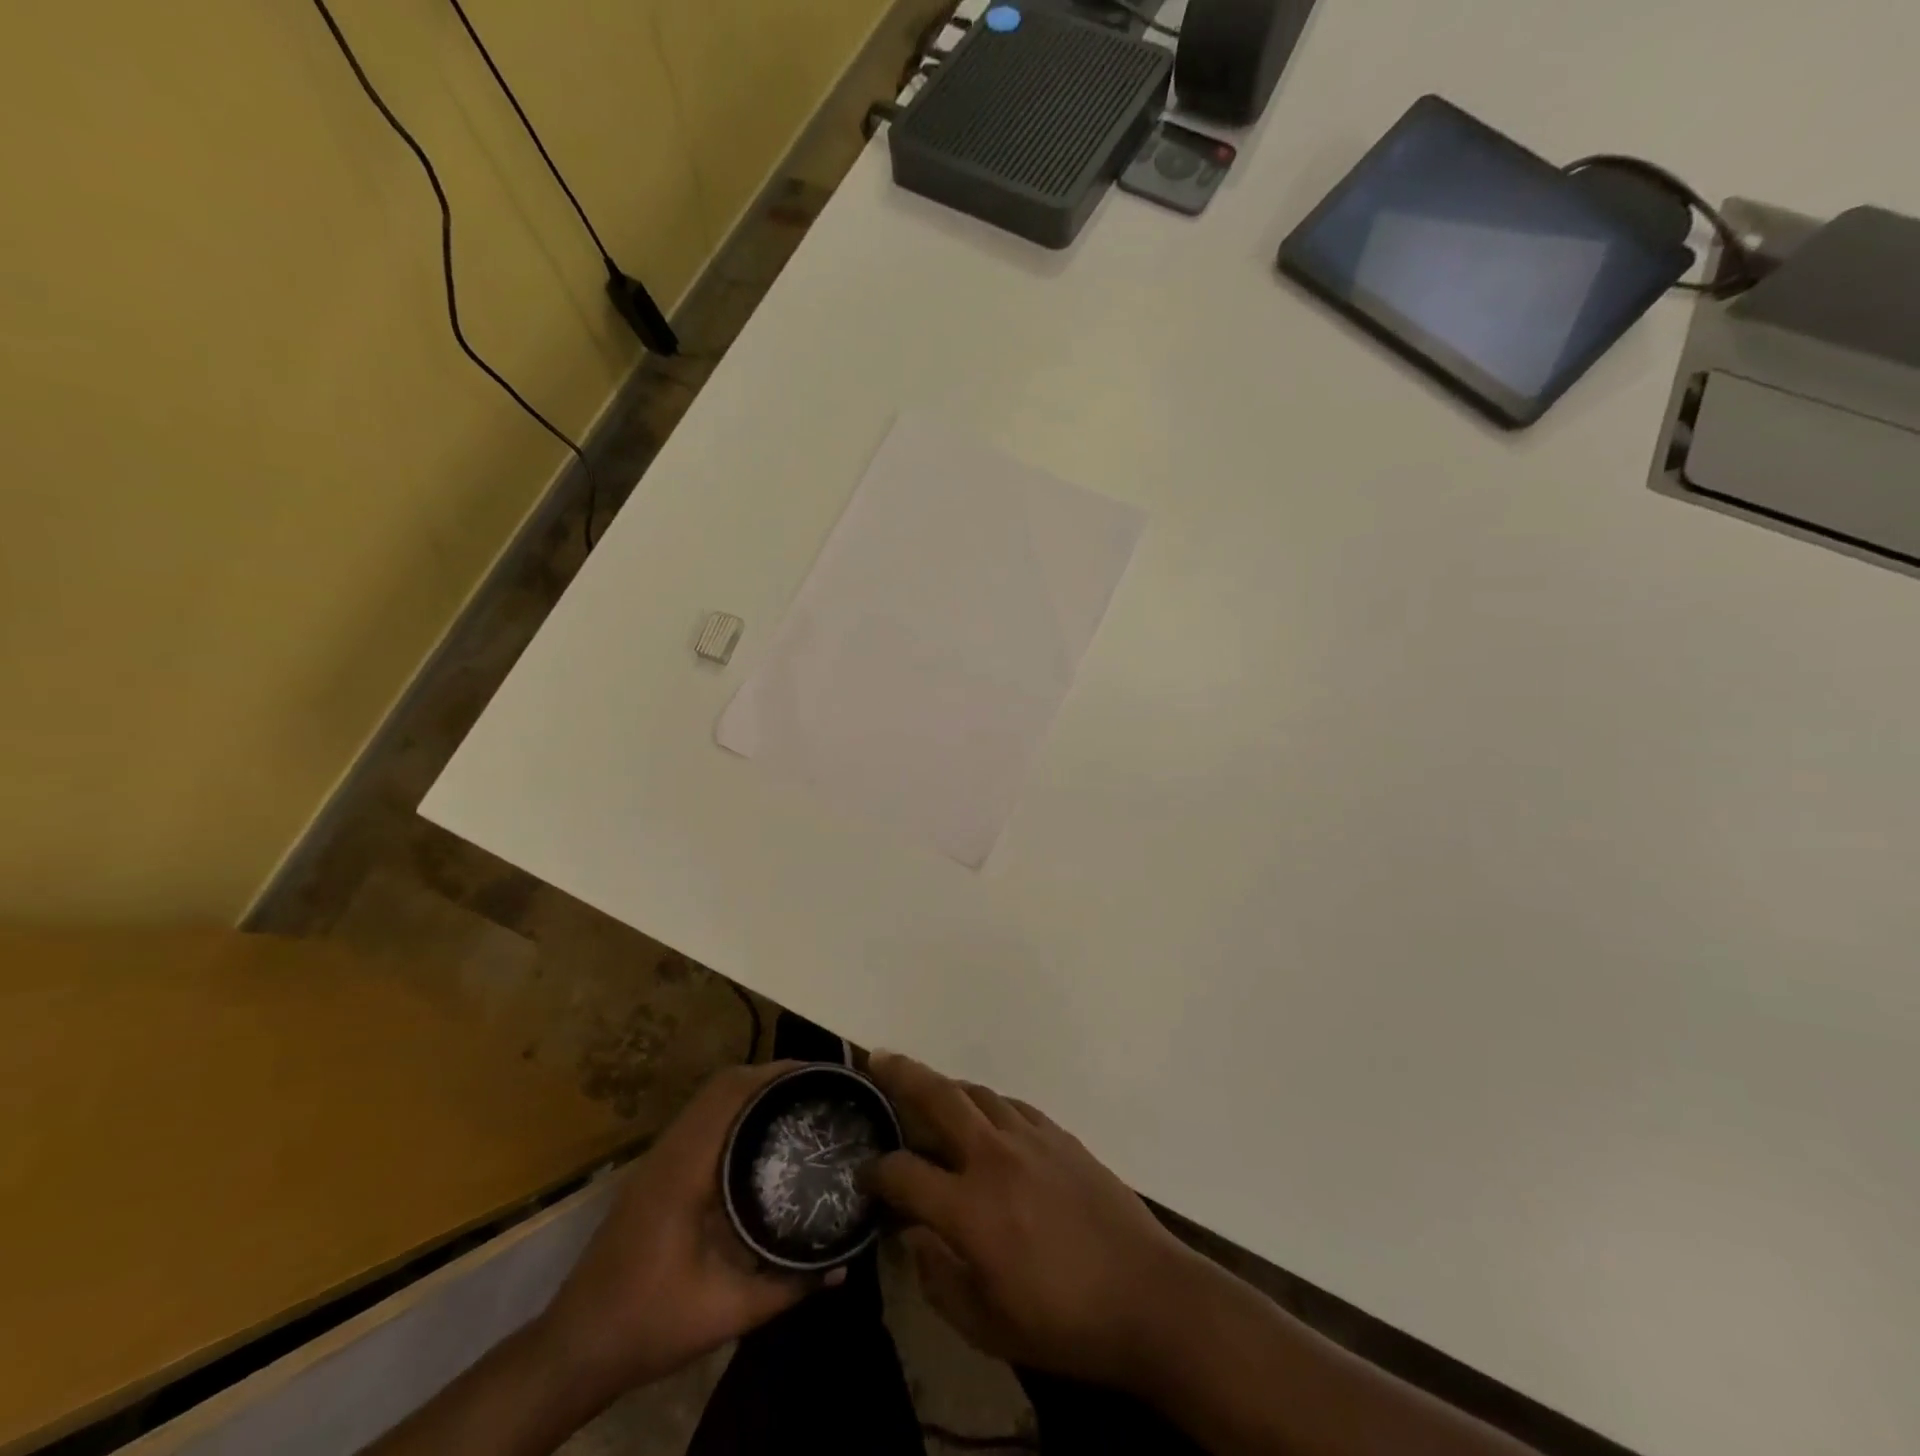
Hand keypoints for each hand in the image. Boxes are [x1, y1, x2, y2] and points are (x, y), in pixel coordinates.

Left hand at [536, 1061, 839, 1399]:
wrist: (574, 1351)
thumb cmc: (648, 1324)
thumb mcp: (725, 1312)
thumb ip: (786, 1287)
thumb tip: (841, 1269)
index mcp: (685, 1169)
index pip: (731, 1093)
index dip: (775, 1075)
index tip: (818, 1077)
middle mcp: (670, 1150)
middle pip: (722, 1085)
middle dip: (770, 1076)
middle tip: (816, 1088)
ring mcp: (657, 1159)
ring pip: (708, 1098)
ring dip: (751, 1089)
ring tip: (795, 1101)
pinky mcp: (654, 1172)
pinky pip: (700, 1119)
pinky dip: (733, 1109)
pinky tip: (758, 1135)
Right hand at [864, 1051, 1198, 1390]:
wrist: (1146, 1294)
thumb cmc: (1063, 1323)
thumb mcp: (987, 1327)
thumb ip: (938, 1280)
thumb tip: (913, 1238)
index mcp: (970, 1208)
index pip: (904, 1173)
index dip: (876, 1172)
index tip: (864, 1174)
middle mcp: (994, 1157)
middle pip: (939, 1097)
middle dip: (902, 1074)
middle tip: (878, 1057)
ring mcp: (1031, 1138)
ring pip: (977, 1093)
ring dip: (946, 1086)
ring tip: (926, 1086)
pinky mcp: (1060, 1135)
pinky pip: (1012, 1105)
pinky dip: (987, 1104)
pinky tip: (985, 1115)